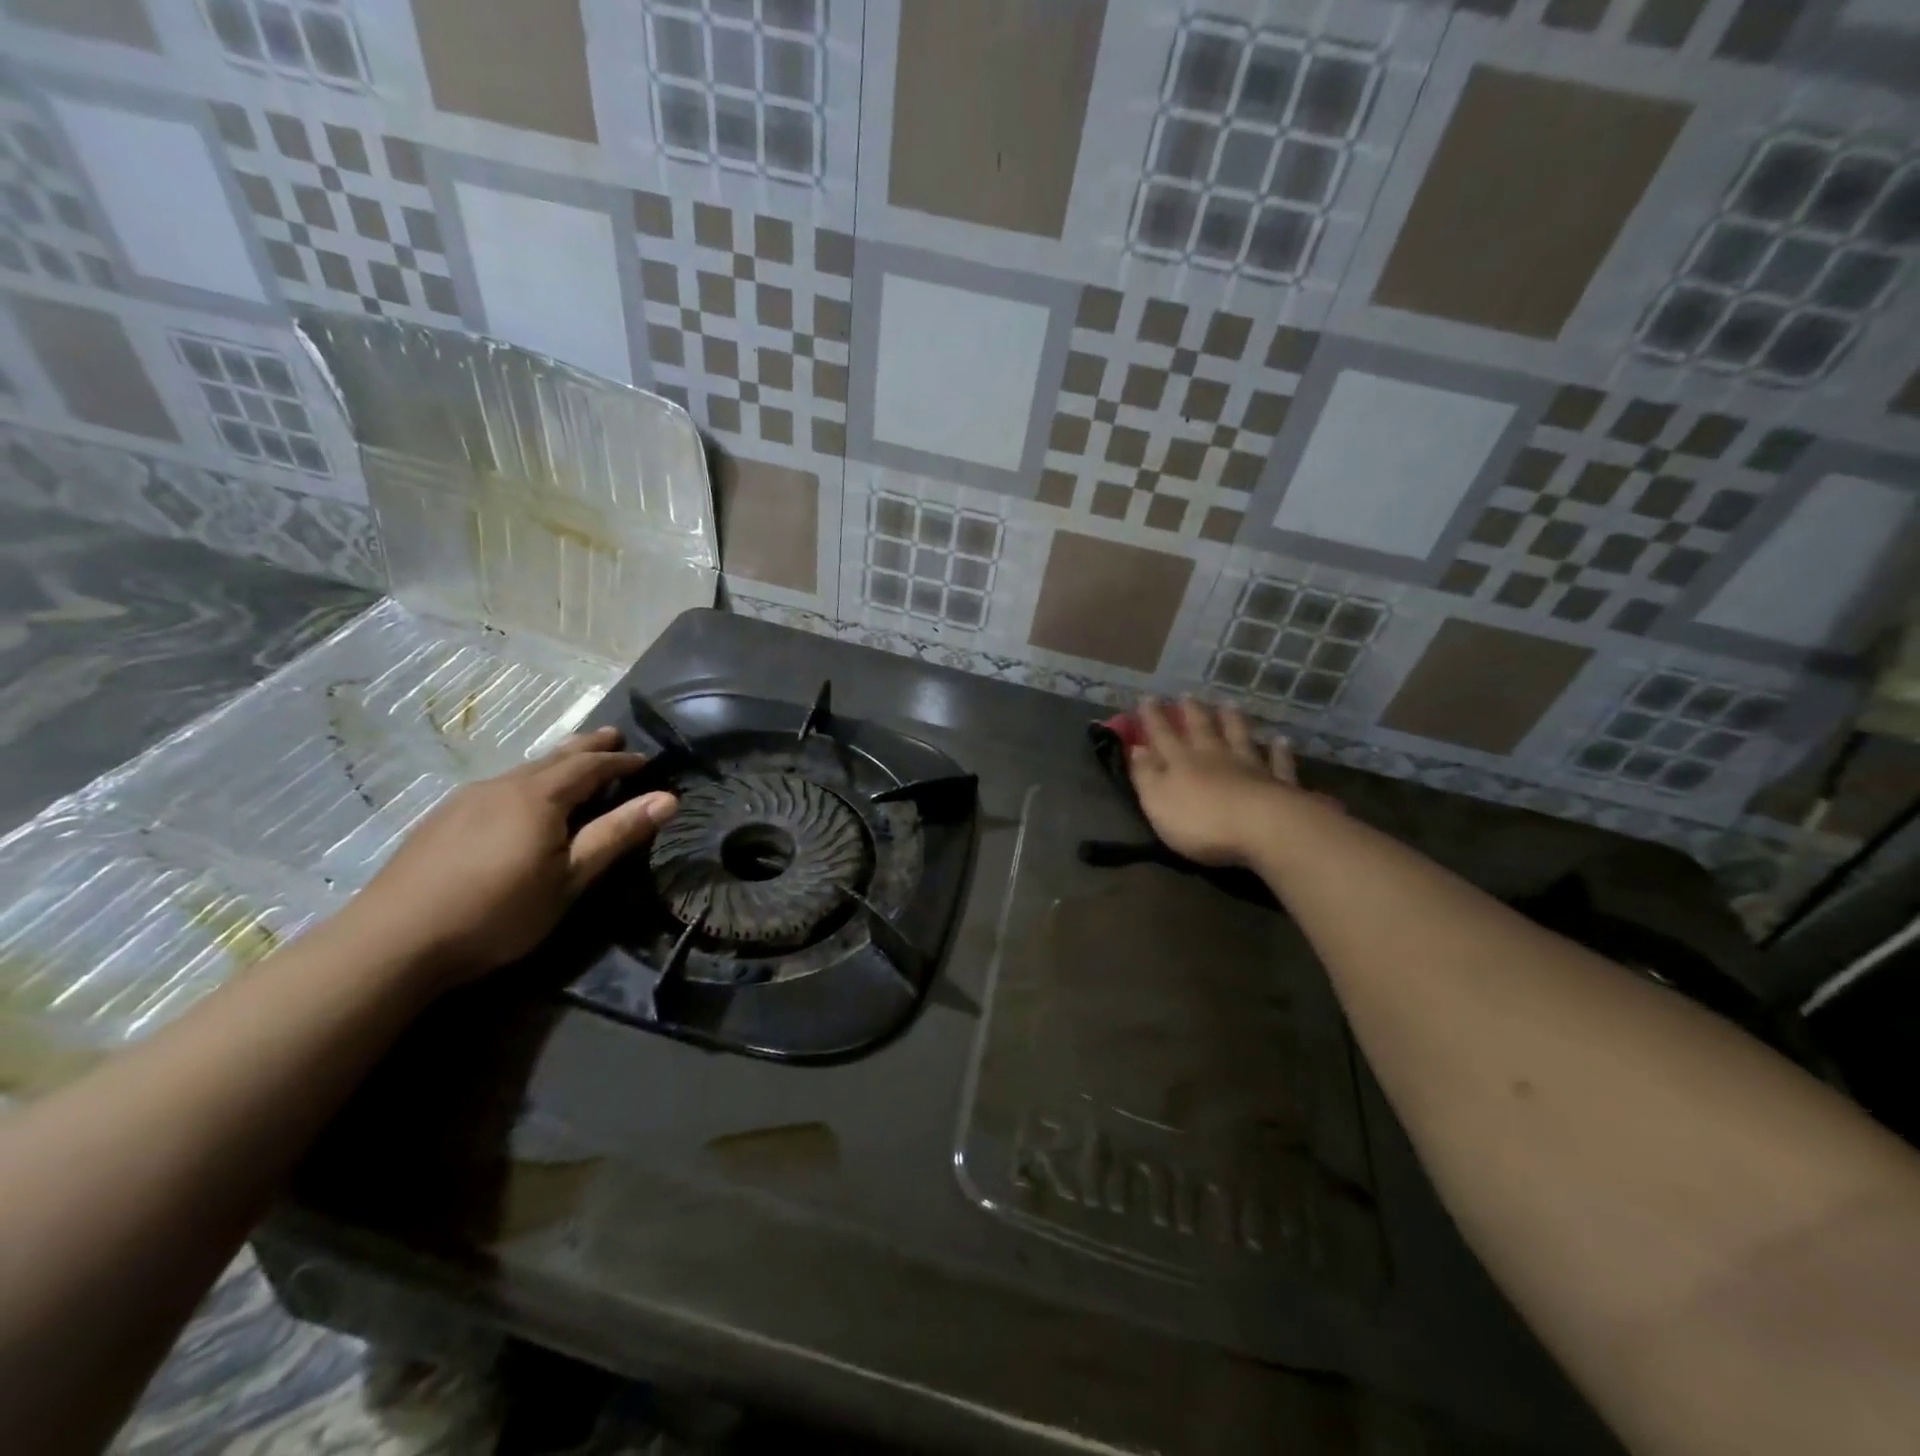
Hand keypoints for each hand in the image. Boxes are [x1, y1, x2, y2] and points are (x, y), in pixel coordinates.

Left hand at [340, 727, 677, 984]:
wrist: (393, 941)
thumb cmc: (498, 911)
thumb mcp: (570, 879)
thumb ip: (616, 835)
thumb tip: (668, 799)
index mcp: (539, 796)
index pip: (590, 766)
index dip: (621, 762)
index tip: (646, 761)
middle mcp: (503, 786)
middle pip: (554, 758)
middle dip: (587, 747)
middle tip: (612, 735)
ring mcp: (466, 800)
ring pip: (523, 771)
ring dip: (555, 763)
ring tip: (573, 762)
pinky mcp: (442, 820)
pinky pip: (499, 787)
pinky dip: (527, 782)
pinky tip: (521, 800)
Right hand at [1127, 698, 1305, 866]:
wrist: (1262, 828)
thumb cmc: (1200, 820)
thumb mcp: (1157, 800)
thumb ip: (1145, 774)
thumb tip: (1136, 748)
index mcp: (1181, 761)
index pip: (1162, 735)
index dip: (1153, 718)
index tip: (1147, 698)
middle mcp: (1215, 757)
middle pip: (1202, 729)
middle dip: (1192, 712)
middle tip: (1188, 695)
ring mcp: (1249, 767)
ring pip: (1239, 738)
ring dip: (1233, 721)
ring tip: (1229, 704)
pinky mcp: (1277, 784)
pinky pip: (1278, 763)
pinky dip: (1279, 751)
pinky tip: (1281, 740)